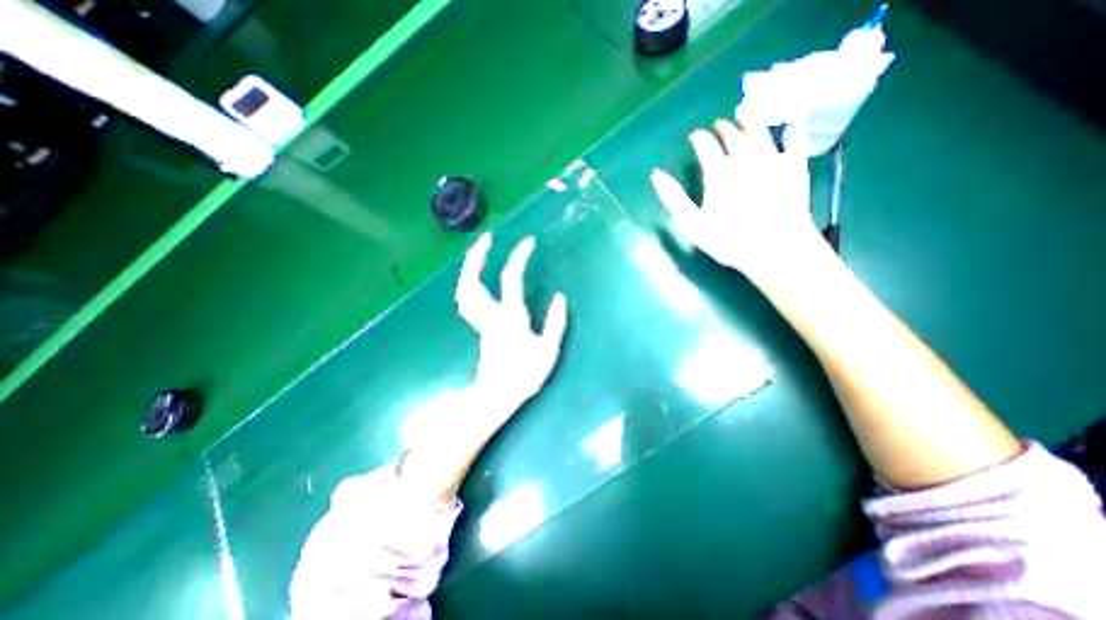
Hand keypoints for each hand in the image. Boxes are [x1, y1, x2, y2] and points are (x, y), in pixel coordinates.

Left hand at [457, 232, 569, 416]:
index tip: (529, 242)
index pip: (511, 279)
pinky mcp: (478, 327)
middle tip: (487, 238)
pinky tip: (476, 279)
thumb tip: (560, 297)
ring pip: (464, 291)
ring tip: (479, 254)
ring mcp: (480, 321)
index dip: (519, 257)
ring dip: (469, 269)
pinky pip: (467, 300)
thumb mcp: (548, 351)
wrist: (496, 396)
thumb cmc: (524, 375)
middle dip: (477, 256)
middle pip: (472, 282)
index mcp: (510, 318)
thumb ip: (555, 324)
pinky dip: (468, 284)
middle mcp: (490, 315)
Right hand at [649, 110, 819, 277]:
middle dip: (723, 127)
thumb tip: (656, 175)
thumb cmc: (728, 239)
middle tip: (718, 124)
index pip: (705, 145)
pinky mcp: (795, 166)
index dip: (699, 138)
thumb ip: (673, 197)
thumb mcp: (692, 223)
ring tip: (744, 111)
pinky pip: (797, 139)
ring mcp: (772, 159)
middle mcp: (744, 158)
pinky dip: (795, 125)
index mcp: (718, 172)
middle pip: (732, 135)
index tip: (694, 136)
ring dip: (751, 118)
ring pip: (760, 130)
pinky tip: (794, 116)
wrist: (775, 248)